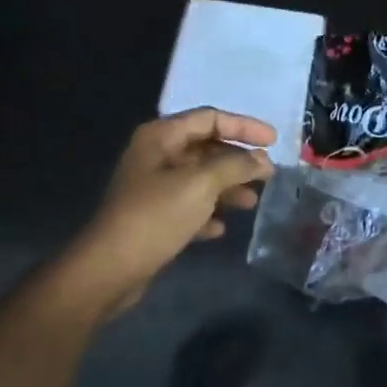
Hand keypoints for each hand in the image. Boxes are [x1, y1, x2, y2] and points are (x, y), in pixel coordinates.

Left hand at [59, 108, 275, 315]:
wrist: (112, 267)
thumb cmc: (156, 216)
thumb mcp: (201, 184)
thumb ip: (235, 166)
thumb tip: (262, 160)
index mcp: (161, 137)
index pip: (209, 119)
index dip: (244, 126)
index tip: (274, 142)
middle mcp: (155, 156)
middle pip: (206, 148)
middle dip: (238, 161)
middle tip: (268, 175)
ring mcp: (152, 187)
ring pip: (199, 179)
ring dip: (227, 188)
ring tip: (251, 203)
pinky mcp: (153, 217)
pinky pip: (188, 207)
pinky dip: (207, 213)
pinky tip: (221, 229)